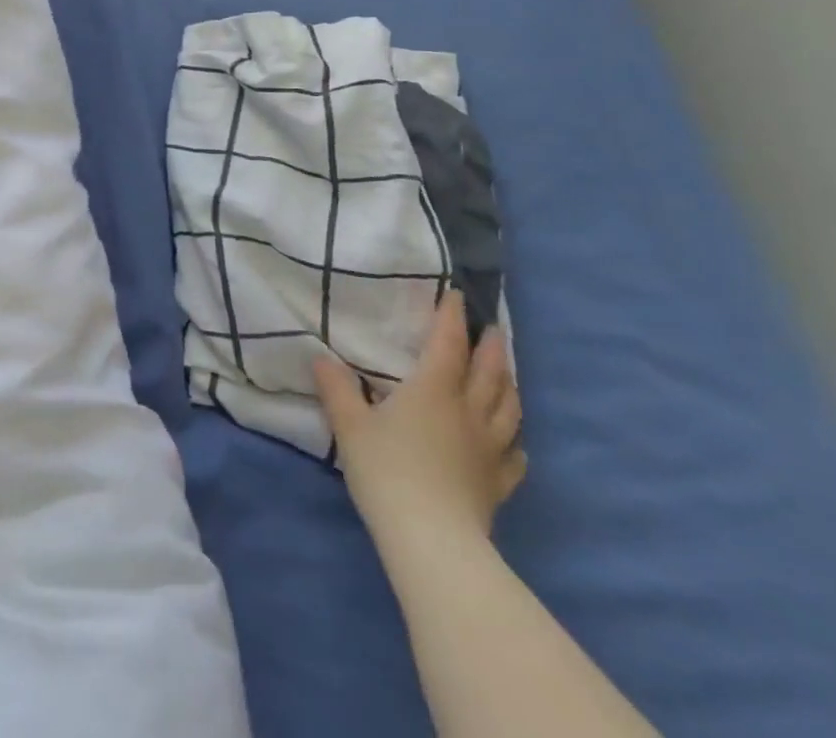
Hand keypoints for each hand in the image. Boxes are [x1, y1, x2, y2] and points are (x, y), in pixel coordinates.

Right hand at [313, 289, 523, 543]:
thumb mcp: (350, 425)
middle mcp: (468, 411)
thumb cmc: (387, 471)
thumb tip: (320, 358)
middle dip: (491, 346)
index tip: (454, 295)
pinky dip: (515, 442)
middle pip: (489, 372)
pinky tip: (512, 443)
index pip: (448, 343)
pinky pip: (514, 457)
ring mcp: (489, 449)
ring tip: (505, 374)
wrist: (432, 540)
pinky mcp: (497, 483)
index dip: (451, 317)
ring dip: (508, 385)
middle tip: (492, 328)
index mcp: (433, 389)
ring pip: (509, 409)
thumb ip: (336, 388)